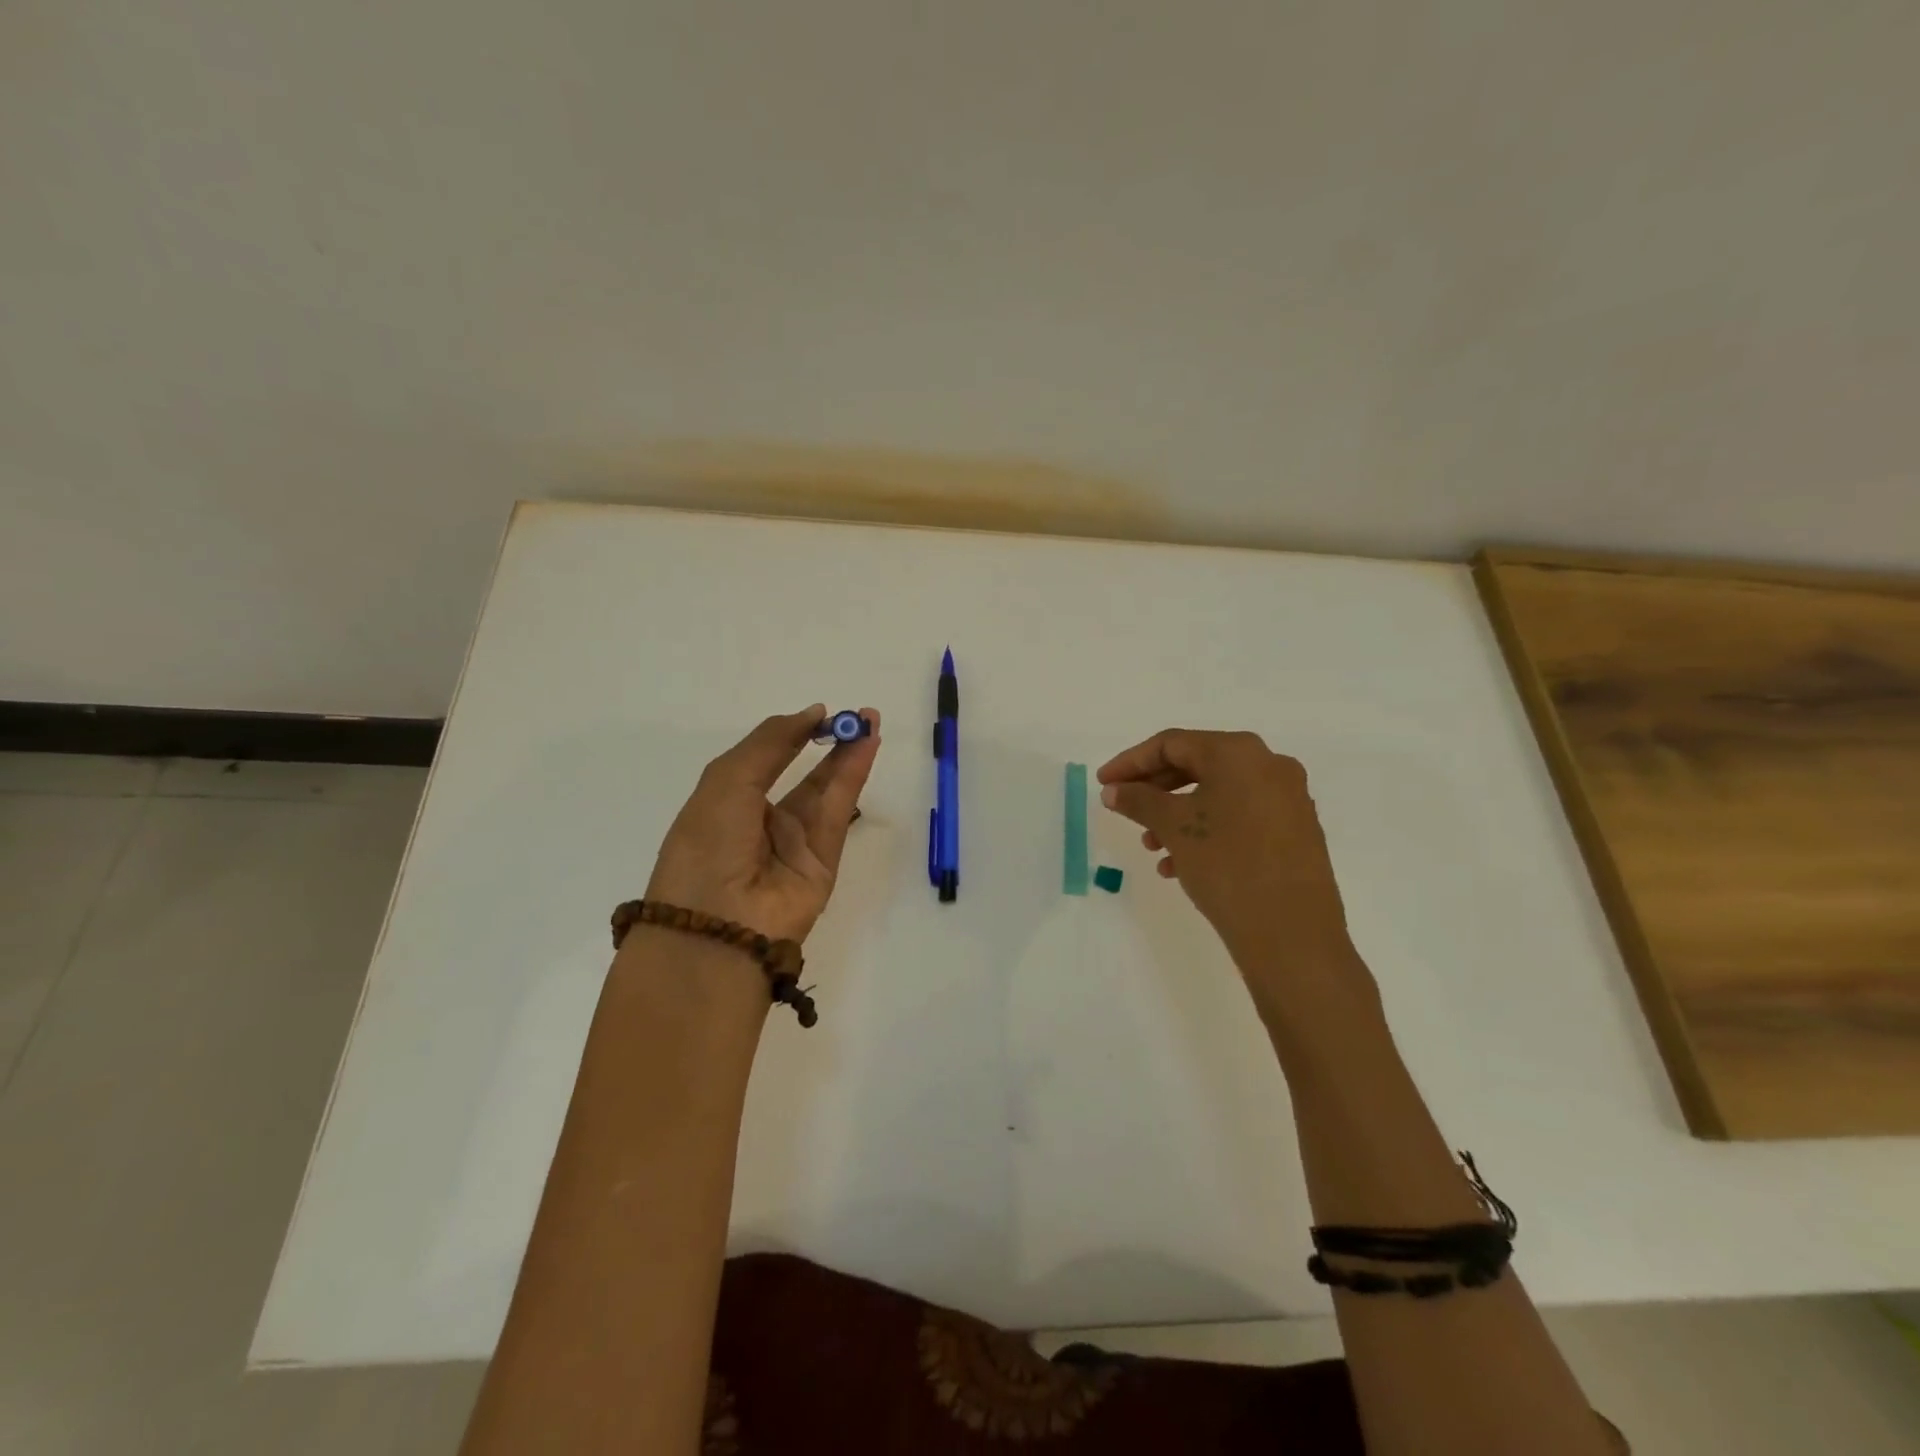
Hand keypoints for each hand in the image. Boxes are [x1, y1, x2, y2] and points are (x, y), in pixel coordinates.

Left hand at [645, 705, 880, 943]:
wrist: (718, 925)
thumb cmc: (708, 844)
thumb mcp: (728, 780)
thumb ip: (771, 743)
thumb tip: (811, 714)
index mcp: (726, 805)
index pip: (764, 762)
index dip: (791, 736)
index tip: (819, 713)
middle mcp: (761, 823)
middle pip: (802, 776)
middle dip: (828, 743)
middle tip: (856, 715)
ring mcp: (794, 844)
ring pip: (826, 791)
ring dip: (848, 756)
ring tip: (869, 722)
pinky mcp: (823, 862)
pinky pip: (839, 813)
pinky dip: (853, 779)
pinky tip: (866, 749)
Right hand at [1097, 729, 1358, 983]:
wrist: (1292, 935)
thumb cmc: (1227, 866)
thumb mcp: (1174, 828)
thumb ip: (1138, 801)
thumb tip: (1113, 790)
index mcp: (1239, 753)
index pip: (1172, 744)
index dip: (1131, 762)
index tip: (1103, 784)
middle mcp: (1269, 765)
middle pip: (1196, 765)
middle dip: (1154, 790)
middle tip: (1124, 811)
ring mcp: (1288, 799)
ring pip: (1217, 795)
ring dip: (1176, 815)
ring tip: (1151, 847)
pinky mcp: (1296, 831)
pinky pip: (1239, 817)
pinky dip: (1205, 831)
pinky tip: (1180, 866)